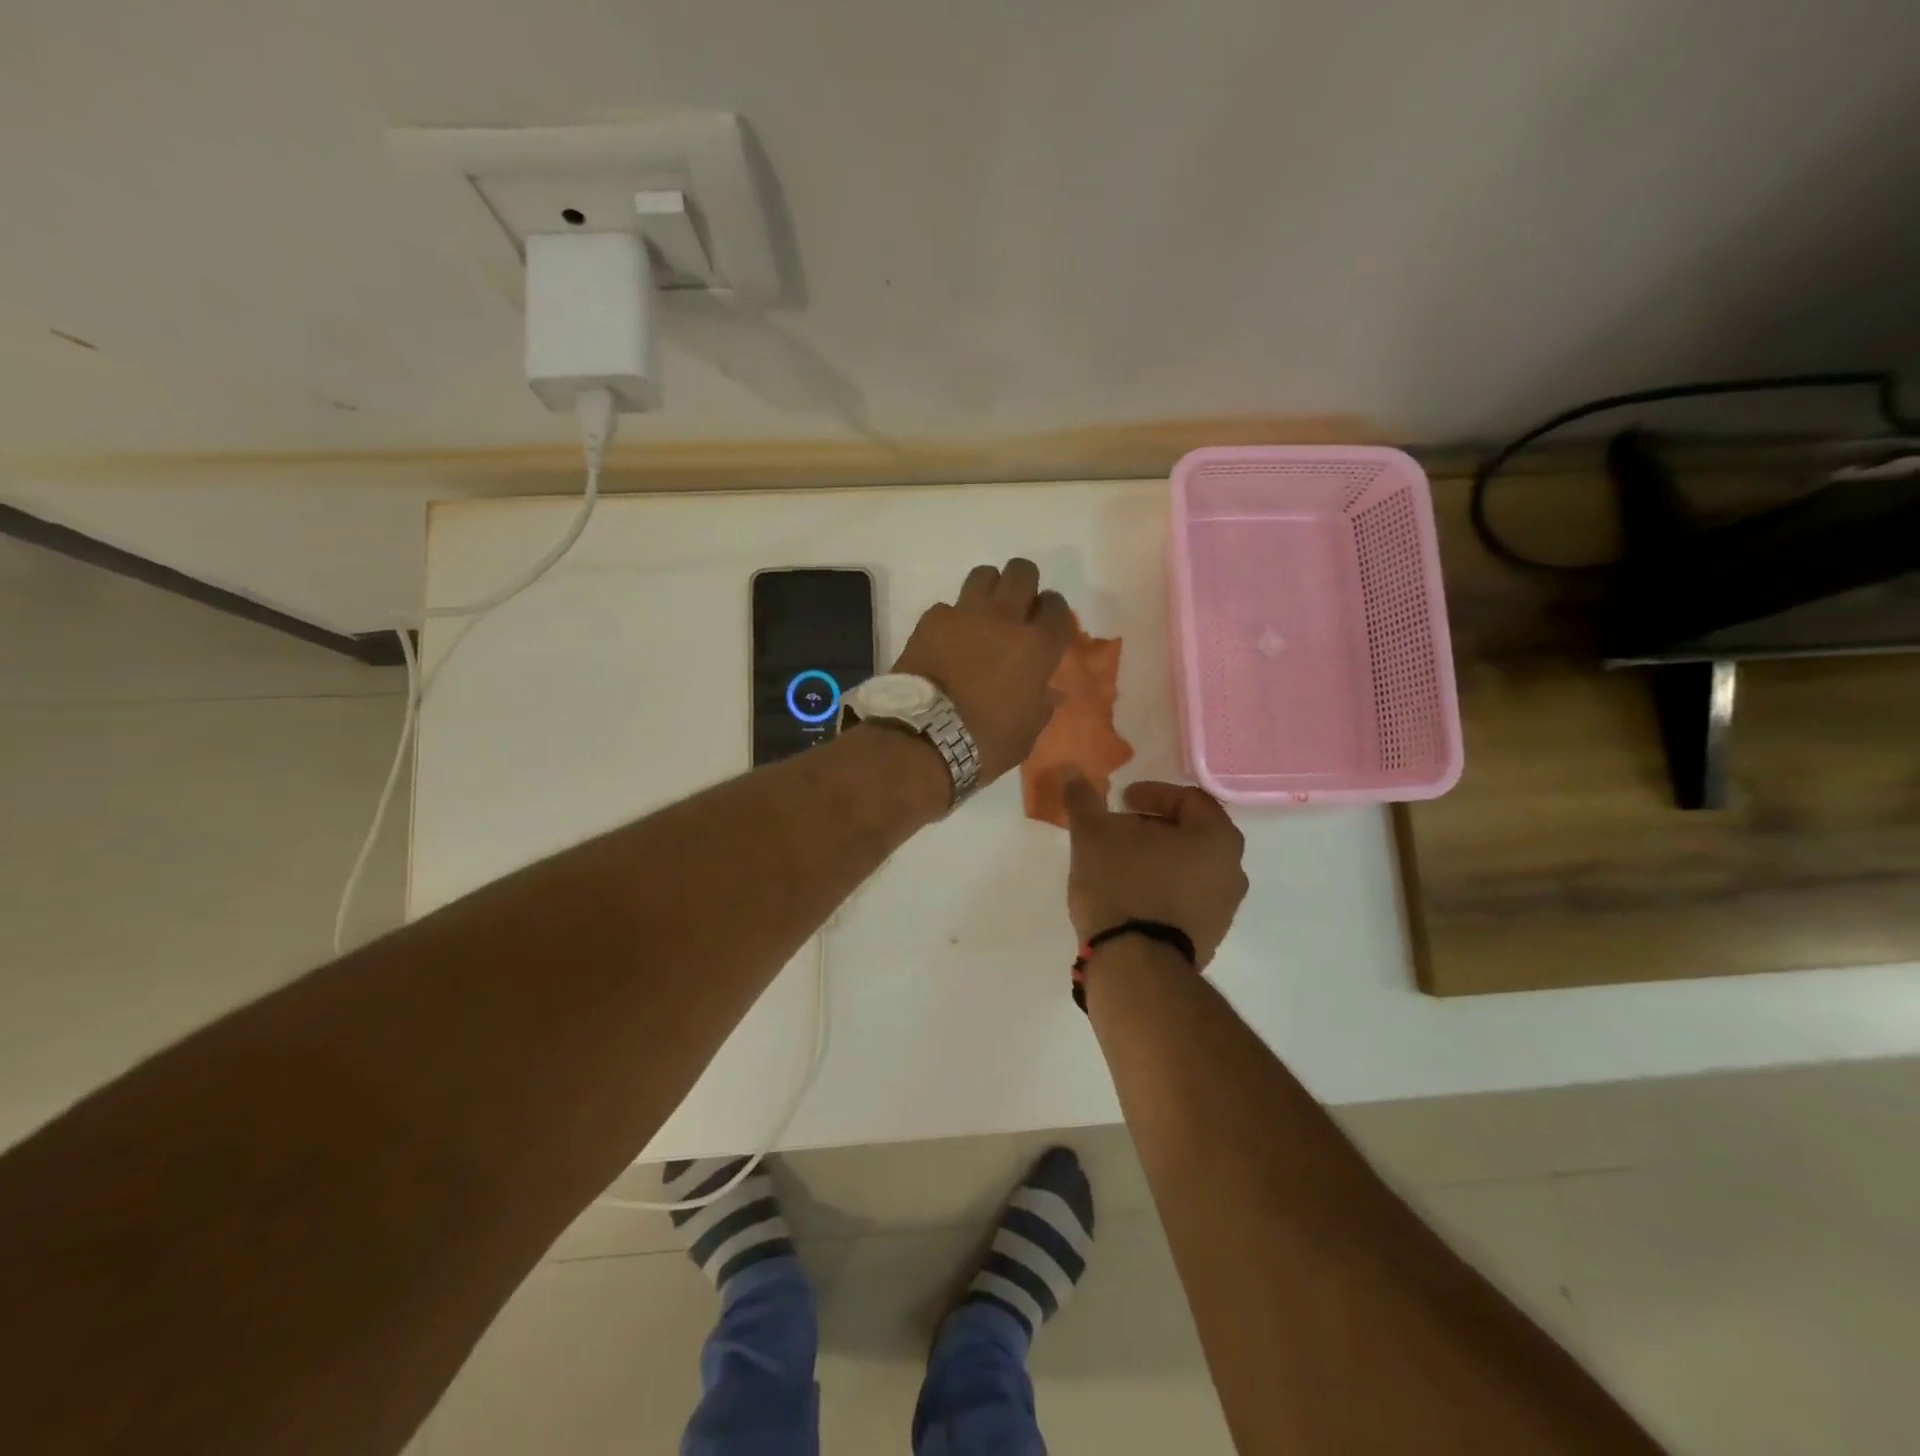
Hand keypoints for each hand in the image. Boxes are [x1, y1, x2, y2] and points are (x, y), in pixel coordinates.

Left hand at [892, 559, 1074, 785]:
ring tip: (983, 614)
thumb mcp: (1027, 731)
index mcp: (1037, 647)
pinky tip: (947, 640)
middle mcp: (1005, 619)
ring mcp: (965, 614)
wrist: (925, 738)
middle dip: (1024, 585)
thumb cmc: (986, 742)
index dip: (1054, 613)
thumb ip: (1040, 703)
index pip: (1058, 608)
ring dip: (989, 589)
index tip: (1047, 626)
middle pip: (1022, 572)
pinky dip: (952, 619)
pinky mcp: (931, 620)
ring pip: (984, 575)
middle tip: (1017, 608)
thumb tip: (1045, 691)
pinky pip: (948, 606)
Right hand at [1062, 777, 1248, 967]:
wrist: (1134, 966)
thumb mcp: (1093, 835)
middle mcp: (1233, 870)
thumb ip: (1083, 799)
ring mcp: (1224, 908)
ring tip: (1119, 863)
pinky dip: (1162, 887)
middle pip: (1191, 833)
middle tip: (1118, 830)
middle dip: (1152, 827)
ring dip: (1157, 858)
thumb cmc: (1121, 886)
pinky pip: (1186, 897)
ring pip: (1189, 867)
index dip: (1151, 794)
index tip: (1120, 801)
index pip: (1189, 799)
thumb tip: (1071, 771)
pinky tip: (1130, 894)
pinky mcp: (1209, 937)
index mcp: (1217, 838)